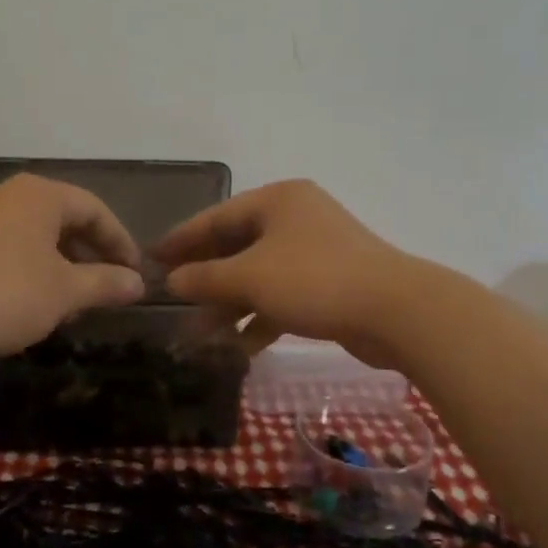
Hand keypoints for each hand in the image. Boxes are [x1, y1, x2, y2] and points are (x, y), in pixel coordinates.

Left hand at [0, 175, 145, 355]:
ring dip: (59, 264)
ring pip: (34, 234)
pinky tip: (30, 299)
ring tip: (70, 299)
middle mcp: (9, 194)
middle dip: (89, 254)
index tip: (134, 274)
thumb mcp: (65, 292)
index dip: (120, 242)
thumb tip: (138, 283)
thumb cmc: (9, 292)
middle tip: (104, 287)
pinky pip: (7, 245)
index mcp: (41, 195)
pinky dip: (29, 267)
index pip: (94, 211)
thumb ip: (106, 283)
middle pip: (63, 219)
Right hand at [152, 180, 414, 366]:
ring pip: (259, 275)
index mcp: (277, 200)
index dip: (180, 239)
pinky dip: (261, 318)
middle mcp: (295, 218)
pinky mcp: (330, 283)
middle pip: (236, 246)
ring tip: (200, 336)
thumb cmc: (314, 280)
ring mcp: (316, 251)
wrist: (397, 311)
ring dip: (230, 305)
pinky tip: (240, 347)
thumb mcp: (250, 278)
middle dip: (205, 279)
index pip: (215, 217)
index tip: (149, 257)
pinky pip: (282, 296)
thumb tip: (171, 280)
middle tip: (172, 300)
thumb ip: (205, 278)